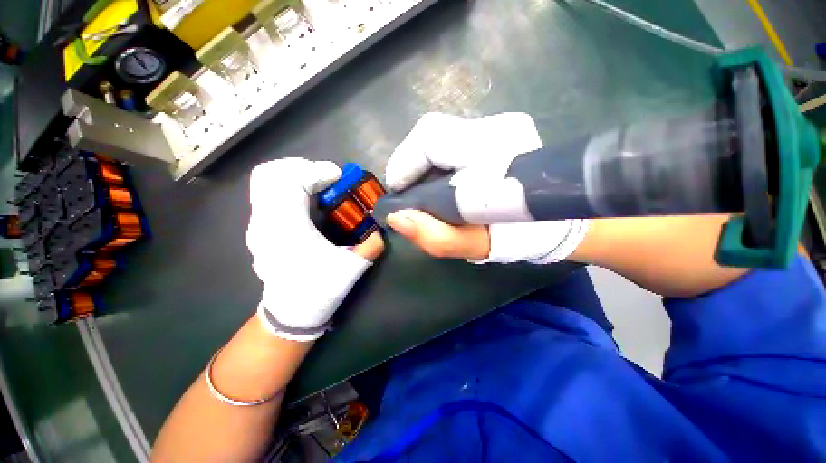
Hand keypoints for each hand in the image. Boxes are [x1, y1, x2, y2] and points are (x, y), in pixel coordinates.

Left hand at [247, 158, 383, 341]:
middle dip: (302, 168)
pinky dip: (288, 186)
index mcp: (287, 228)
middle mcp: (265, 221)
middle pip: (272, 173)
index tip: (339, 179)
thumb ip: (371, 244)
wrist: (291, 313)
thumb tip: (381, 228)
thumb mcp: (352, 268)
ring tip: (319, 186)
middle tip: (328, 179)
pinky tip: (308, 201)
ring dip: (295, 175)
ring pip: (267, 181)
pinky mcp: (260, 228)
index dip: (317, 172)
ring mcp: (258, 224)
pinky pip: (268, 193)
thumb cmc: (319, 290)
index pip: (292, 181)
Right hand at [384, 112, 587, 263]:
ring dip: (422, 162)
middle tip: (406, 191)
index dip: (405, 162)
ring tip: (421, 190)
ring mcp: (499, 125)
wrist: (554, 220)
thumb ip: (436, 236)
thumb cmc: (518, 236)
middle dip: (411, 163)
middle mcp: (497, 128)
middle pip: (432, 132)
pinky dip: (436, 160)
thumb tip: (396, 218)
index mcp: (493, 152)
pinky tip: (438, 181)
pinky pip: (452, 138)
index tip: (397, 190)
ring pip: (440, 134)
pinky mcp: (497, 130)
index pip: (431, 137)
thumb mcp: (475, 245)